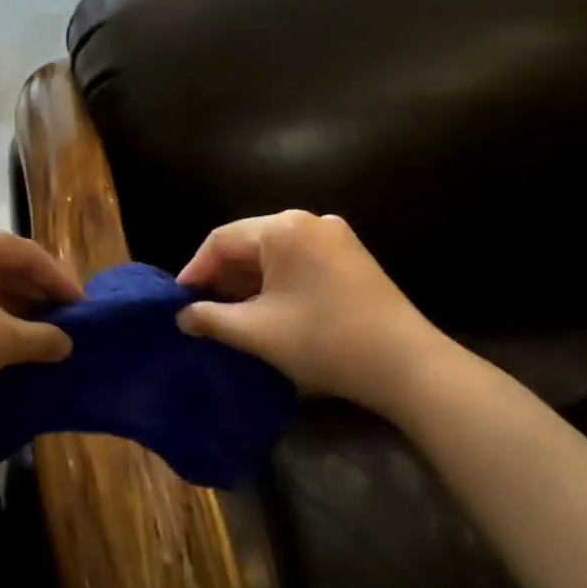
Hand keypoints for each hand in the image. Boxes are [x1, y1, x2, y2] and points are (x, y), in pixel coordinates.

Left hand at [0, 227, 82, 408]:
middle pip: (7, 266)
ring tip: (38, 337)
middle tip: (64, 324)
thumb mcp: (2, 341)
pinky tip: (1, 344)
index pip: (31, 254)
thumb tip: (65, 343)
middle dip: (38, 296)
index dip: (61, 282)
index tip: (83, 310)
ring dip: (14, 309)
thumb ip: (42, 338)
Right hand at [176, 210, 448, 407]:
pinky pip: (299, 261)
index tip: (178, 303)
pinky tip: (268, 310)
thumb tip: (182, 315)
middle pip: (248, 243)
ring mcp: (335, 236)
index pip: (221, 240)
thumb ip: (210, 318)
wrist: (408, 366)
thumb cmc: (323, 341)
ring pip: (274, 254)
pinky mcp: (351, 257)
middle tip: (201, 311)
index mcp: (282, 228)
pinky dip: (276, 282)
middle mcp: (308, 221)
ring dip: (248, 282)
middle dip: (222, 277)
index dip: (195, 271)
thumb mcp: (256, 332)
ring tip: (230, 315)